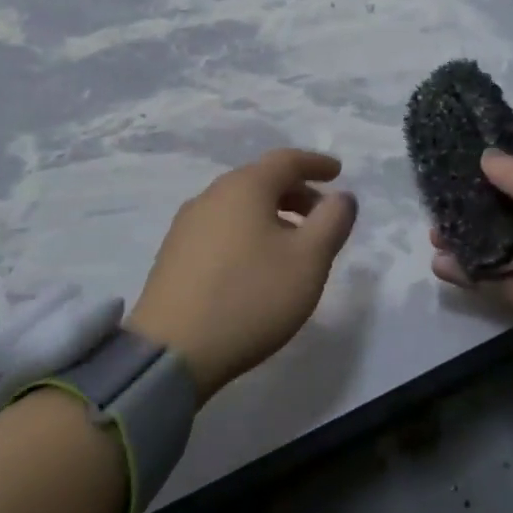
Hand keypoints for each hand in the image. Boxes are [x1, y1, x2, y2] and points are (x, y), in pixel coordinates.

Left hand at [129, 149, 358, 401]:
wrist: (171, 352)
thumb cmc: (250, 297)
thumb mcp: (309, 260)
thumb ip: (332, 221)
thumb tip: (341, 197)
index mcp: (245, 187)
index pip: (286, 160)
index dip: (316, 163)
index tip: (338, 172)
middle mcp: (212, 195)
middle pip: (261, 180)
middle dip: (296, 192)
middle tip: (321, 215)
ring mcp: (187, 224)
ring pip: (240, 205)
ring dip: (272, 214)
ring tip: (293, 244)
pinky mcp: (174, 254)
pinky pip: (222, 227)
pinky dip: (248, 232)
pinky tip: (255, 263)